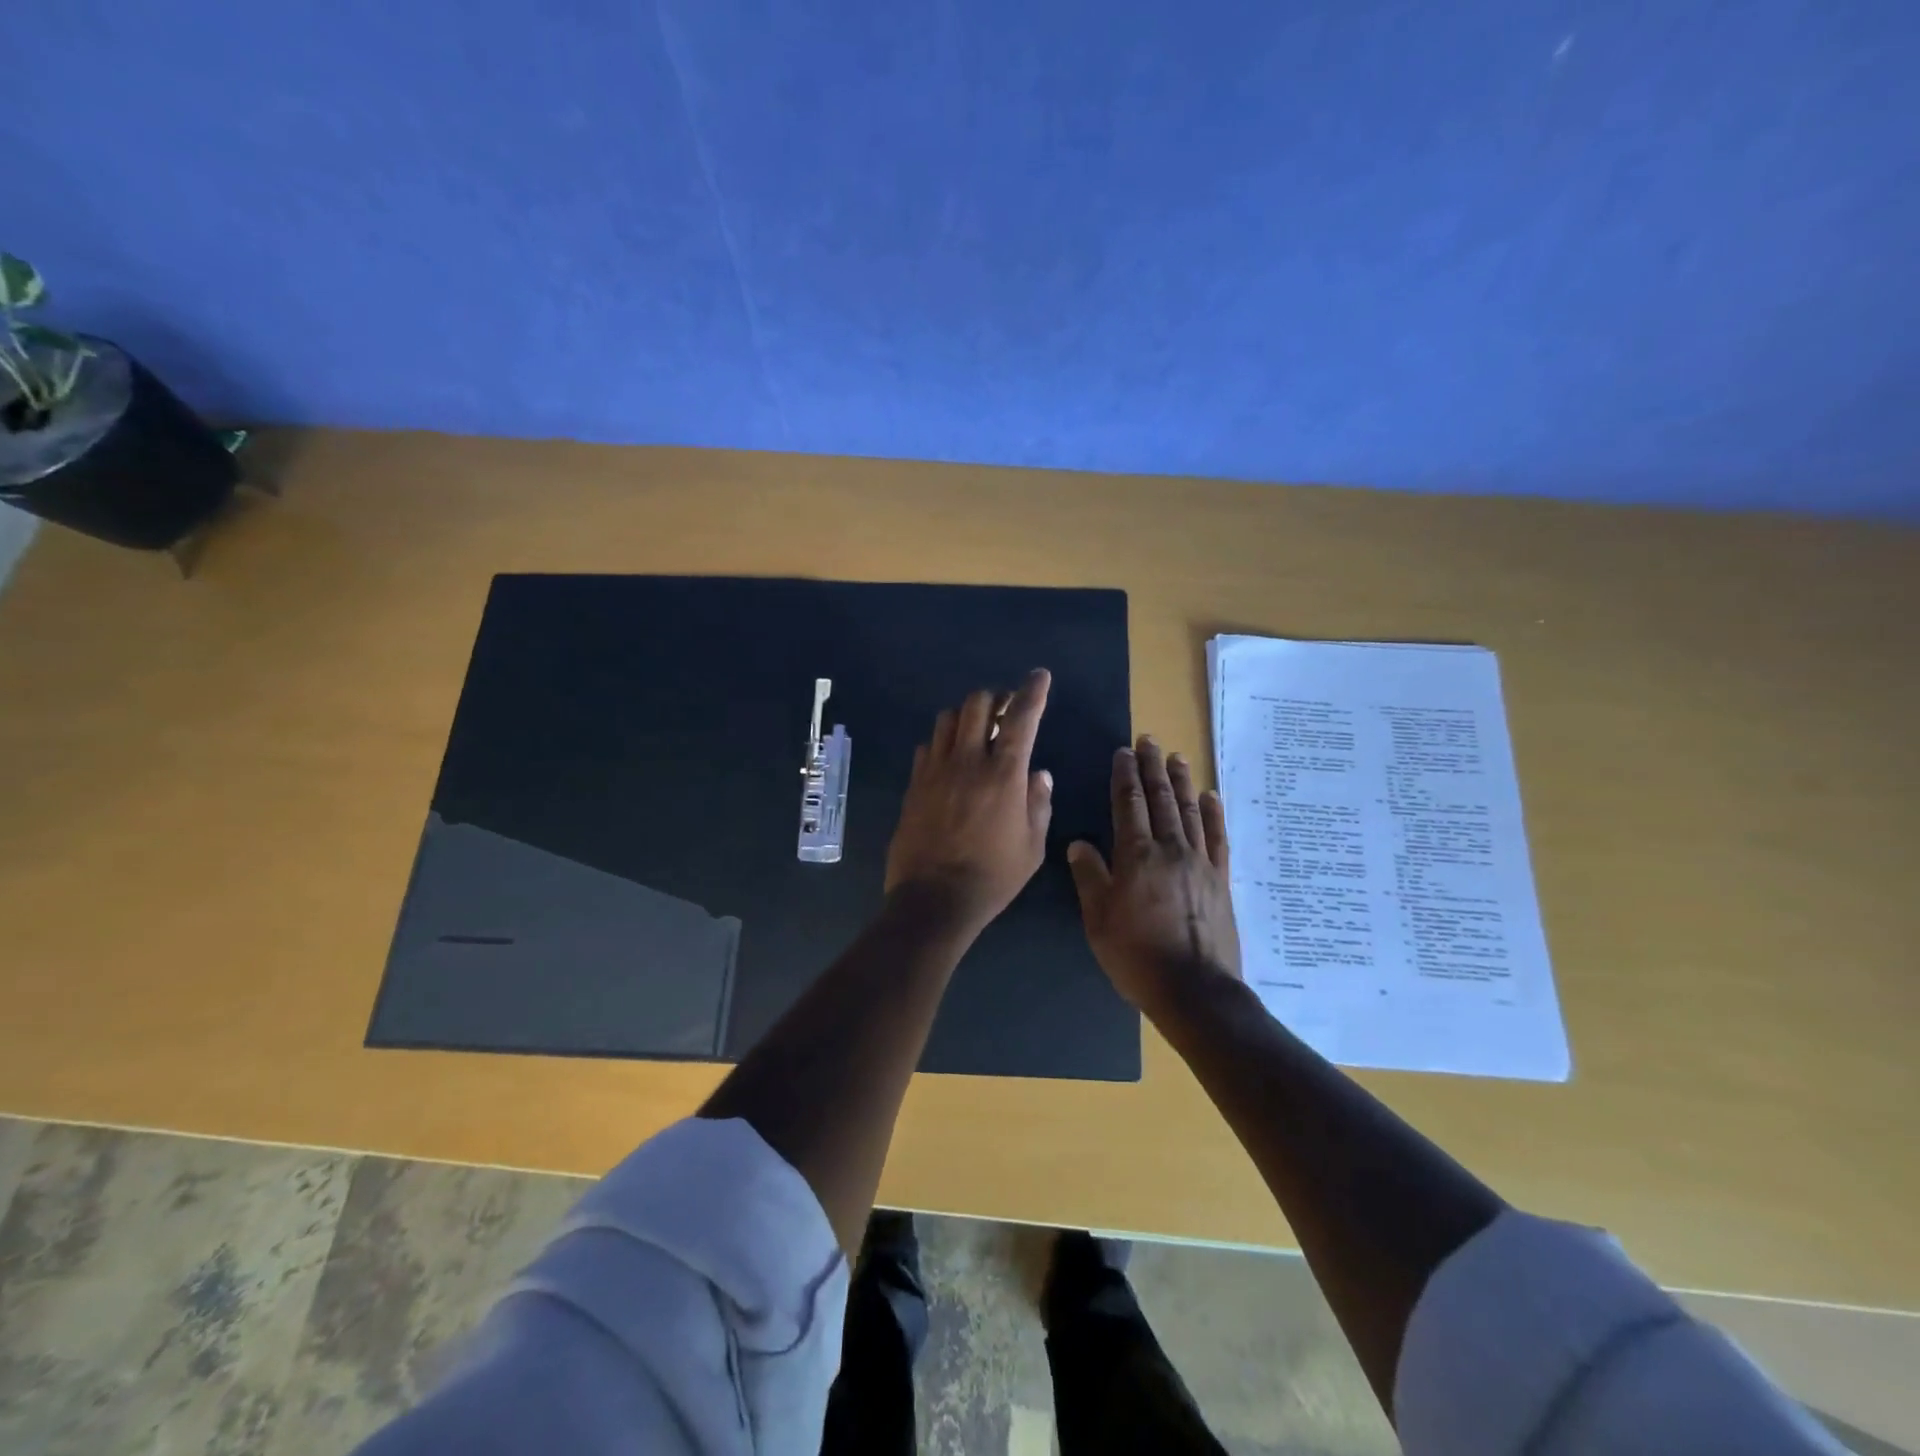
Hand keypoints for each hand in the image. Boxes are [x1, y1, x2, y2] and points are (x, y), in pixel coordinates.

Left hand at [884, 669, 1053, 934]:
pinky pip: (927, 746)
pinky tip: (950, 759)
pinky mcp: (914, 784)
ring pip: (948, 718)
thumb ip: (1039, 803)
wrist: (934, 899)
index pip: (1021, 717)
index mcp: (1004, 774)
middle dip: (995, 698)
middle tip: (1005, 711)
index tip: (1039, 676)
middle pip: (977, 704)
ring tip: (976, 732)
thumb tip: (1039, 773)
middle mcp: (968, 761)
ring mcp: (935, 770)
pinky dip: (943, 742)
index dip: (1033, 691)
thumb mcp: (1032, 846)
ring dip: (966, 716)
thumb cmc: (993, 877)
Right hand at [1067, 736, 1241, 1013]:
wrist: (1195, 990)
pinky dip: (1213, 813)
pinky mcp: (1220, 879)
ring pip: (1189, 811)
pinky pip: (1217, 837)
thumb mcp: (1099, 920)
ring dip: (1181, 782)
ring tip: (1176, 757)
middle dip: (1152, 768)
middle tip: (1149, 740)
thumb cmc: (1137, 956)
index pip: (1129, 805)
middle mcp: (1170, 850)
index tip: (1123, 752)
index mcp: (1136, 856)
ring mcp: (1200, 863)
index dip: (1125, 776)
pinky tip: (1210, 796)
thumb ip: (1090, 877)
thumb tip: (1079, 843)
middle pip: (1160, 799)